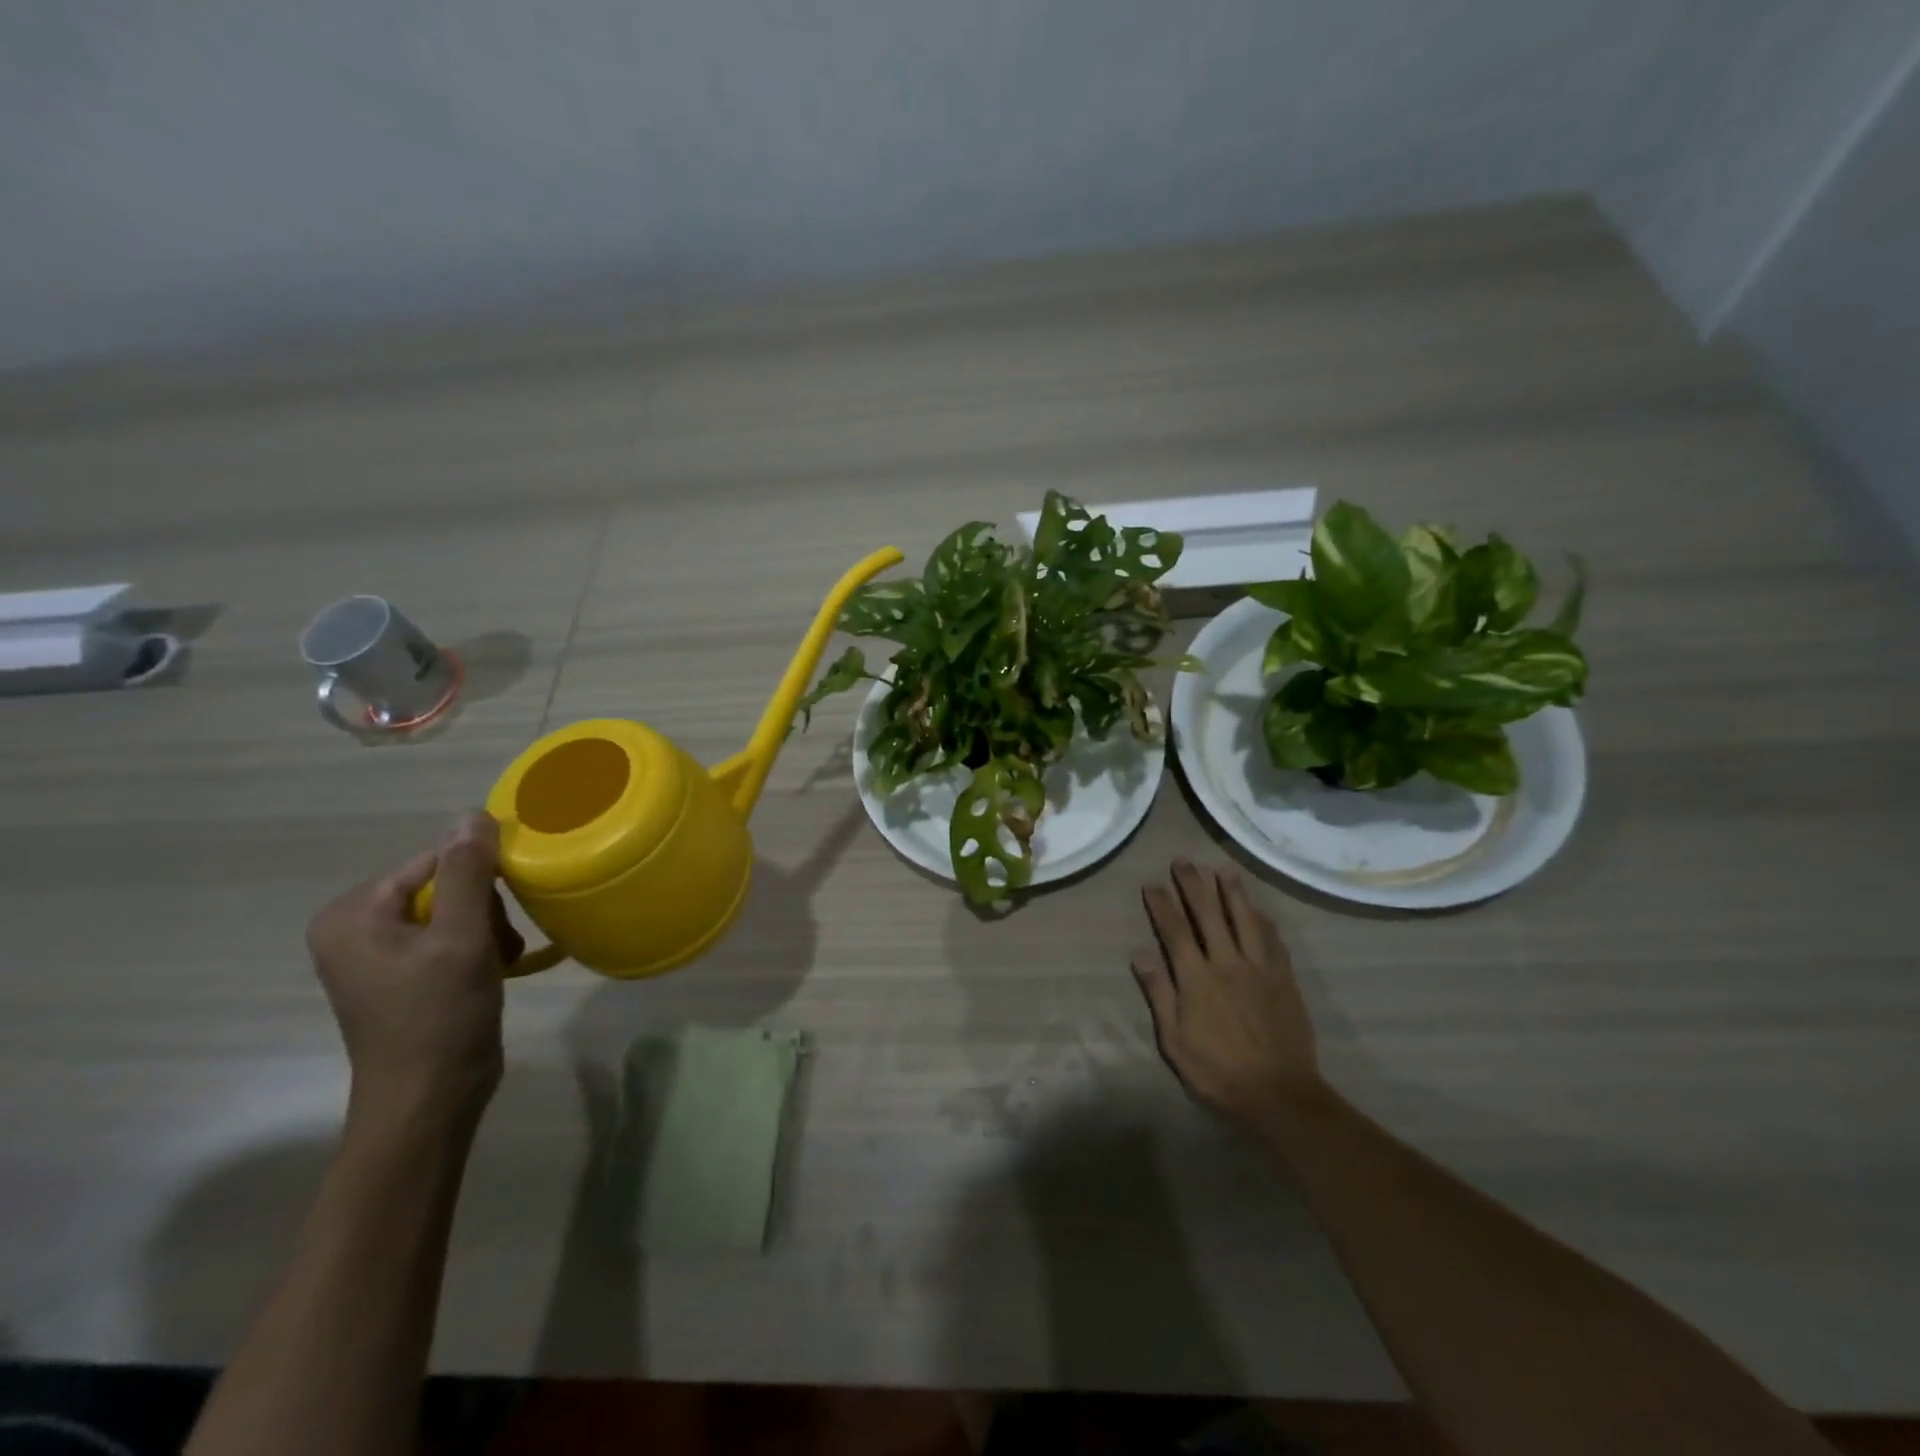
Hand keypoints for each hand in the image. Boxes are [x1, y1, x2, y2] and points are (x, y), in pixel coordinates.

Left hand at [305, 813, 522, 1126]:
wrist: (430, 1101)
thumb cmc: (439, 1016)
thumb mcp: (460, 937)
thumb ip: (467, 872)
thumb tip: (473, 814)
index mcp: (352, 914)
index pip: (435, 861)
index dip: (480, 878)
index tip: (506, 909)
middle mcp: (356, 928)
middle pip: (446, 885)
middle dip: (484, 910)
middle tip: (498, 945)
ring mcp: (379, 954)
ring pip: (455, 910)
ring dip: (488, 930)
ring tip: (499, 962)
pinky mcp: (405, 976)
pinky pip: (450, 937)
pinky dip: (479, 948)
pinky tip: (494, 971)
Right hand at [1133, 860, 1319, 1126]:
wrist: (1280, 1095)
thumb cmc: (1218, 1072)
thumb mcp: (1175, 1040)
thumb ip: (1159, 993)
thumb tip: (1139, 954)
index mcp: (1197, 978)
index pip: (1175, 931)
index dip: (1162, 905)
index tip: (1152, 884)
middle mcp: (1228, 963)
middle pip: (1209, 915)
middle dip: (1193, 885)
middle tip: (1183, 861)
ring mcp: (1260, 969)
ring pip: (1245, 919)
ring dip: (1232, 892)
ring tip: (1223, 869)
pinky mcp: (1284, 979)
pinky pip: (1274, 941)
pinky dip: (1264, 921)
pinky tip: (1260, 910)